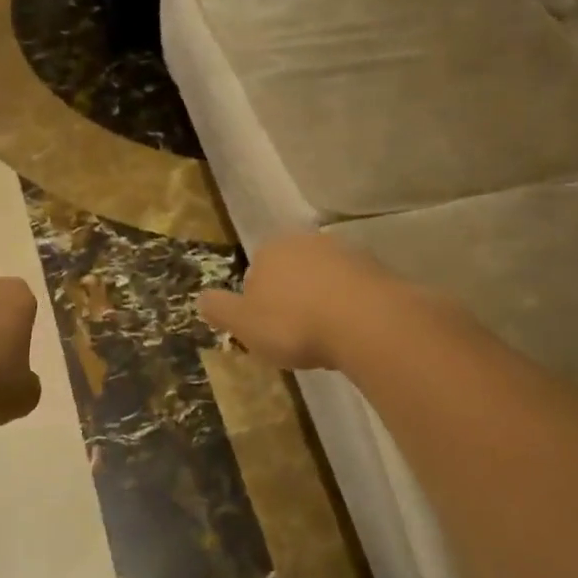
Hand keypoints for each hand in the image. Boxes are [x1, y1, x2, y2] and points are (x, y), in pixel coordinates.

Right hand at [198, 233, 397, 370]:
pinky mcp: (377, 268)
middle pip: (291, 271)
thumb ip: (220, 309)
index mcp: (270, 249)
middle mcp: (306, 241)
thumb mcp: (243, 324)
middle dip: (291, 296)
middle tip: (296, 334)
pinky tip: (352, 331)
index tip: (268, 331)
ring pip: (324, 277)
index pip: (255, 273)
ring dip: (322, 299)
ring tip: (326, 336)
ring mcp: (345, 251)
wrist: (366, 322)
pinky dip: (350, 305)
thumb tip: (200, 298)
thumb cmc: (294, 323)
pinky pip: (354, 288)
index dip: (258, 304)